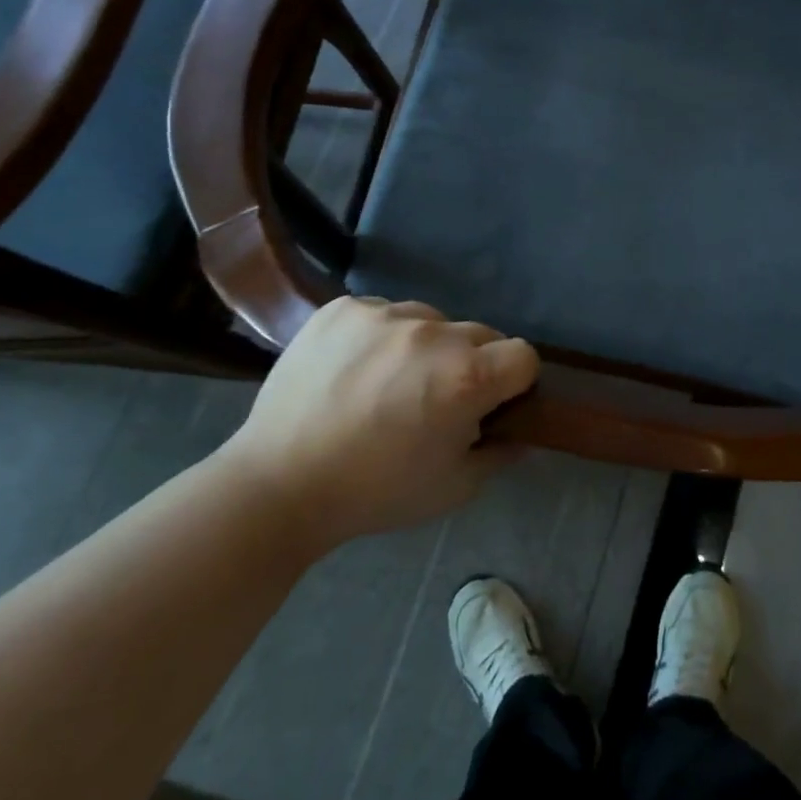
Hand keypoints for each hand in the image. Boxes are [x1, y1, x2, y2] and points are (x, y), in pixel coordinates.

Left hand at [221, 297, 537, 554]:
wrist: (277, 485)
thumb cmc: (375, 492)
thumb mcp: (454, 488)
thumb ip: (500, 453)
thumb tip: (520, 431)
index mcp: (467, 376)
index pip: (523, 356)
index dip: (514, 383)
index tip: (490, 406)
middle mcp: (434, 332)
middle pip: (481, 334)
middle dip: (472, 364)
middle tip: (435, 400)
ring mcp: (386, 314)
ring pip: (432, 320)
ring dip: (426, 347)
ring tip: (388, 384)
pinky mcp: (344, 308)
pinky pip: (385, 313)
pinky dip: (382, 337)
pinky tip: (356, 369)